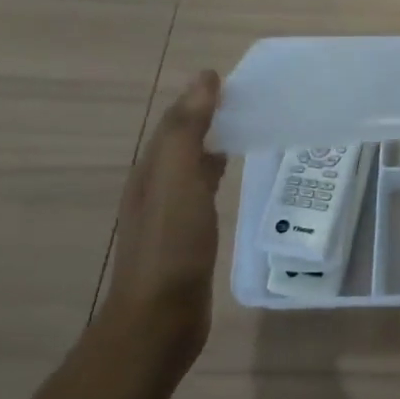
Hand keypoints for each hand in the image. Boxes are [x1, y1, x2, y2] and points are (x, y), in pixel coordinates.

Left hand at [97, 71, 226, 378]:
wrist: (158, 320)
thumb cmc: (171, 247)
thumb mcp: (178, 181)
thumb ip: (188, 130)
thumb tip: (204, 78)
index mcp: (151, 171)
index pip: (175, 122)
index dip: (199, 99)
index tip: (235, 81)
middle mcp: (154, 187)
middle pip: (181, 142)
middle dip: (207, 118)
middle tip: (248, 101)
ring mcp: (168, 215)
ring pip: (190, 166)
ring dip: (212, 144)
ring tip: (247, 130)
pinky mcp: (185, 238)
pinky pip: (202, 191)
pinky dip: (216, 173)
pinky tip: (232, 177)